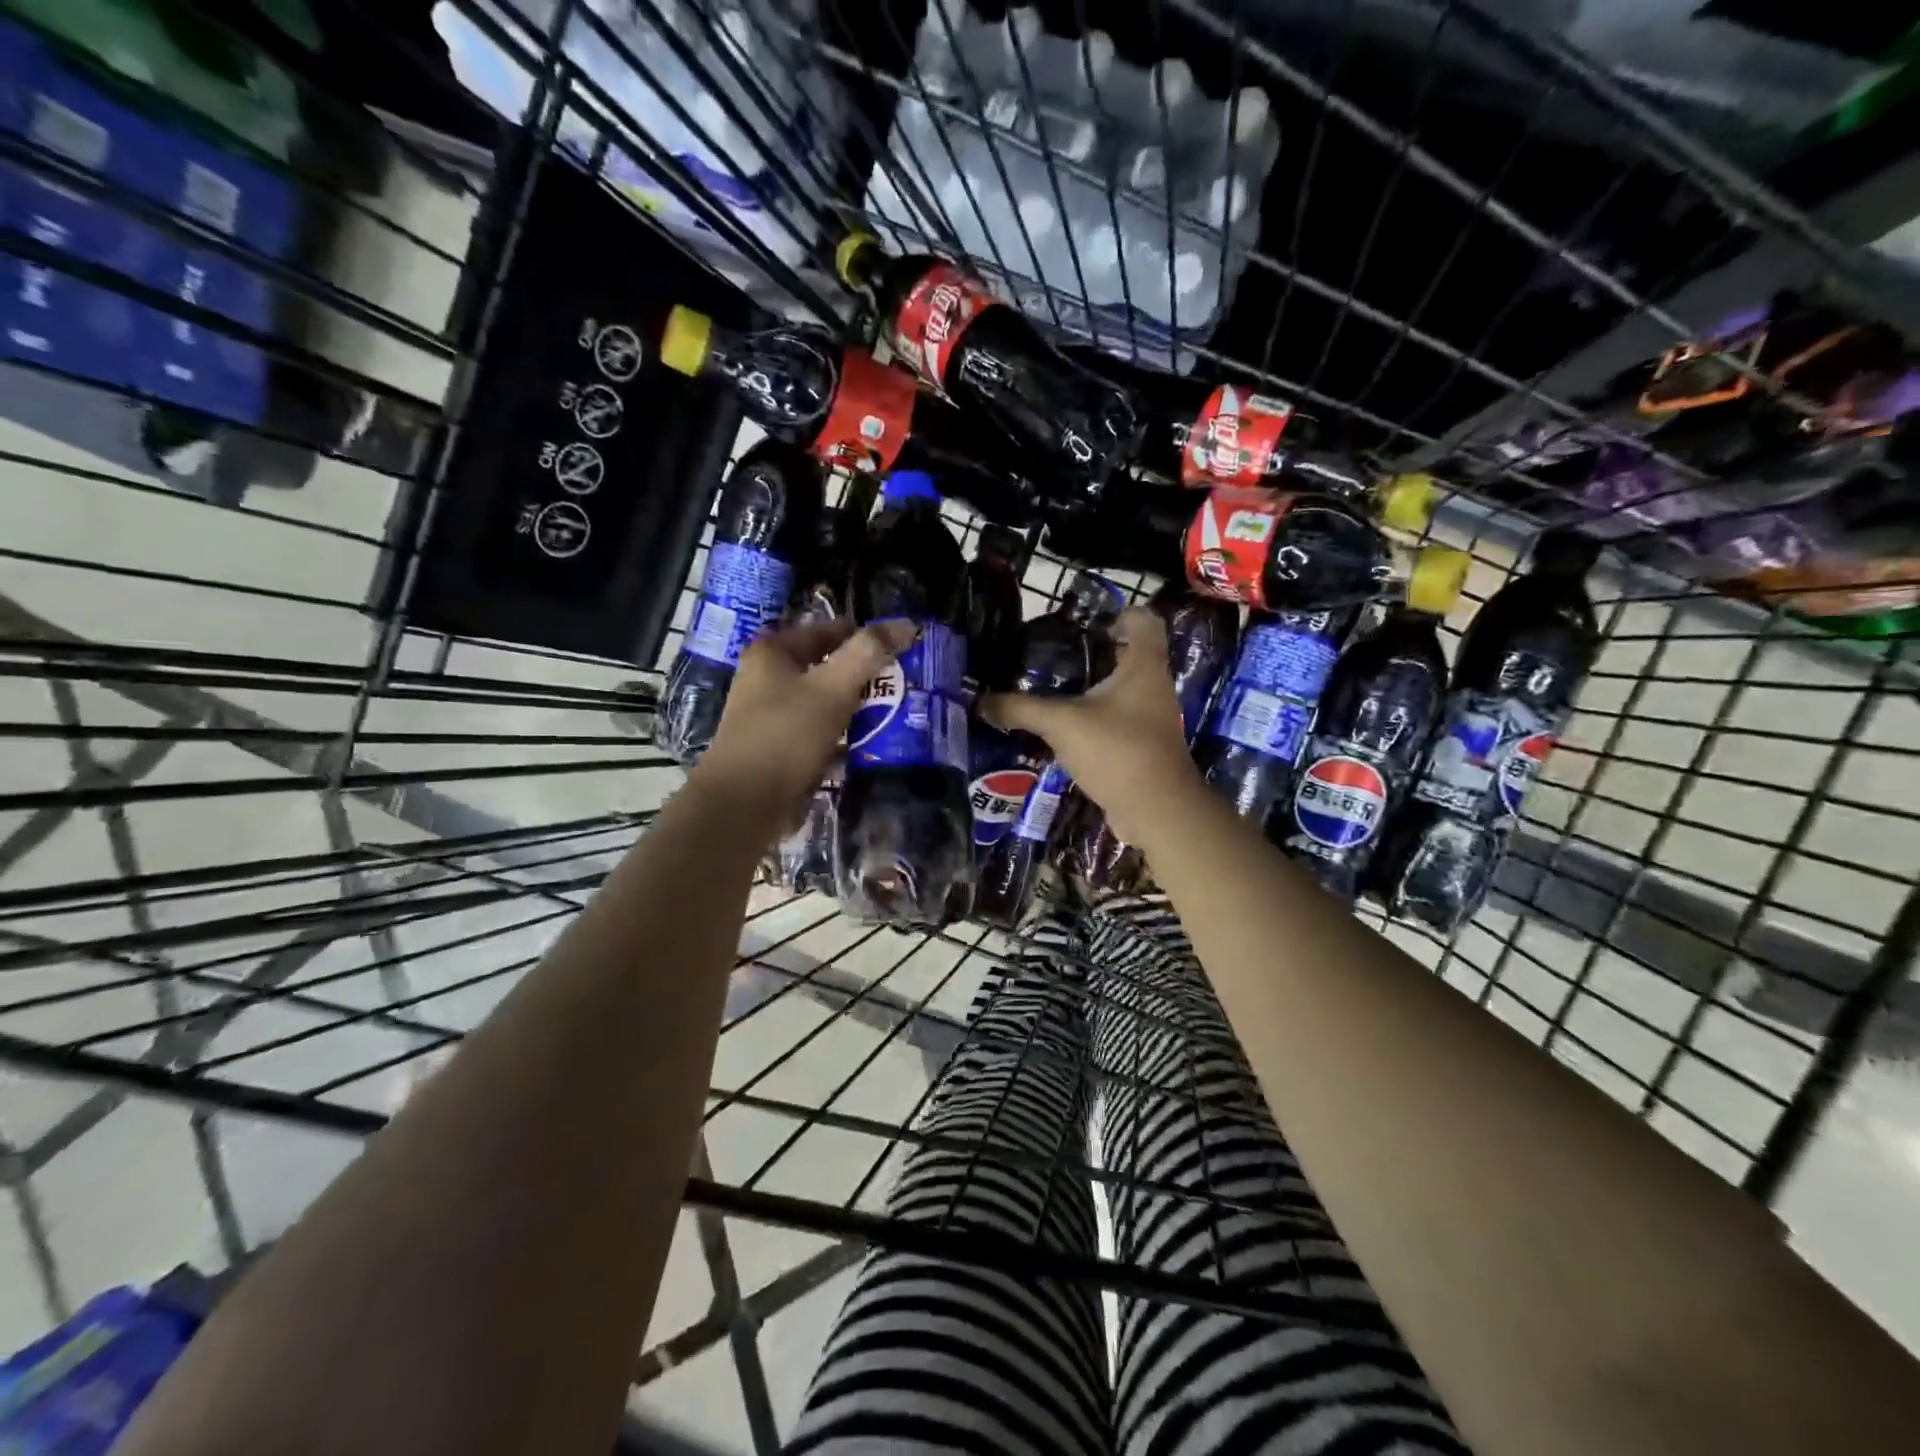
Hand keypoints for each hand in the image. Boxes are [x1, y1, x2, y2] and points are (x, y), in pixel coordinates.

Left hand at [691, 617, 913, 833]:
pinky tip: (873, 743)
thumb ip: (869, 652)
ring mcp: (774, 716)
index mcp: (773, 652)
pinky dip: (845, 735)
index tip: (902, 649)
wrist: (745, 803)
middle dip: (865, 675)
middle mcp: (768, 679)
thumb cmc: (786, 734)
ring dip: (858, 707)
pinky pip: (822, 733)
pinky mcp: (782, 749)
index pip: (827, 630)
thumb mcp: (833, 687)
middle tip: (905, 682)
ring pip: (826, 702)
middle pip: (827, 666)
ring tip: (897, 711)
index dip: (864, 635)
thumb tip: (907, 623)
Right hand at [981, 606, 1200, 844]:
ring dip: (1090, 689)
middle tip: (1054, 654)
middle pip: (1128, 655)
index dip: (1119, 613)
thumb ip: (1021, 709)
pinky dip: (1092, 720)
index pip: (1144, 621)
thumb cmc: (1117, 750)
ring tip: (1050, 689)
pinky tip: (1061, 729)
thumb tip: (981, 701)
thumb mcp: (1061, 723)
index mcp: (1143, 666)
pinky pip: (1115, 722)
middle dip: (1094, 652)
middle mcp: (1152, 686)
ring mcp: (1150, 719)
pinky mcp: (1142, 747)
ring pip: (1120, 691)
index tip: (1085, 623)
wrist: (1157, 810)